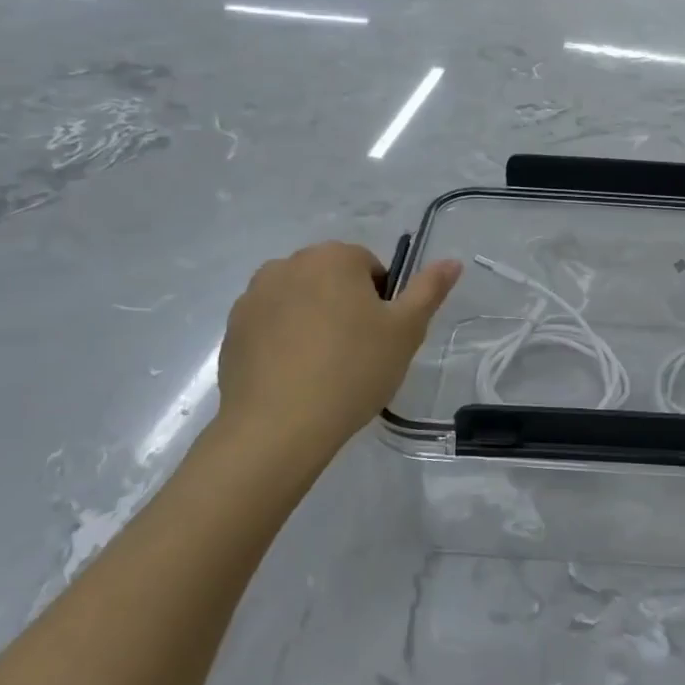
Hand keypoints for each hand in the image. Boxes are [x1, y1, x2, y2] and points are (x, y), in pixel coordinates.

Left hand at [208, 242, 461, 481]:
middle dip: (345, 306)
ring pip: (299, 300)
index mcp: (333, 257)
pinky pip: (270, 325)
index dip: (381, 302)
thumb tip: (452, 261)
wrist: (278, 427)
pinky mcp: (232, 329)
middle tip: (357, 353)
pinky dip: (284, 340)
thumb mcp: (406, 331)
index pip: (369, 267)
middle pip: (331, 279)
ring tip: (323, 367)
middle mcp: (288, 264)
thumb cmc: (353, 370)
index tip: (380, 337)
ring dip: (313, 320)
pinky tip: (294, 376)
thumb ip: (429, 290)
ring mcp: (254, 296)